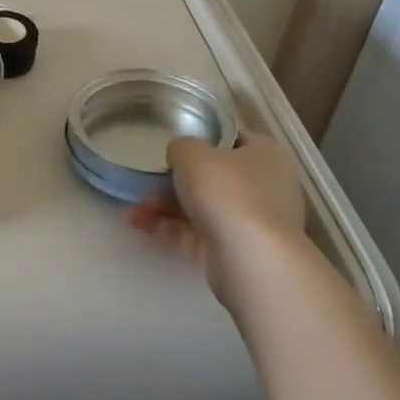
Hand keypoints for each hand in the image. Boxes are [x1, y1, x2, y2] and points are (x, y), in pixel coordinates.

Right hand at [125, 134, 311, 310]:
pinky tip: (141, 225)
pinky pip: (198, 234)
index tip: (174, 148)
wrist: (250, 260)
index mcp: (265, 155)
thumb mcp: (192, 153)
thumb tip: (180, 156)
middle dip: (173, 182)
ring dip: (165, 207)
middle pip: (213, 178)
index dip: (202, 140)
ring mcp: (252, 223)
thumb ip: (180, 147)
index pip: (233, 140)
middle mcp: (265, 187)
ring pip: (202, 208)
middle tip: (145, 184)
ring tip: (134, 211)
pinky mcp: (236, 252)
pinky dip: (170, 229)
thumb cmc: (227, 191)